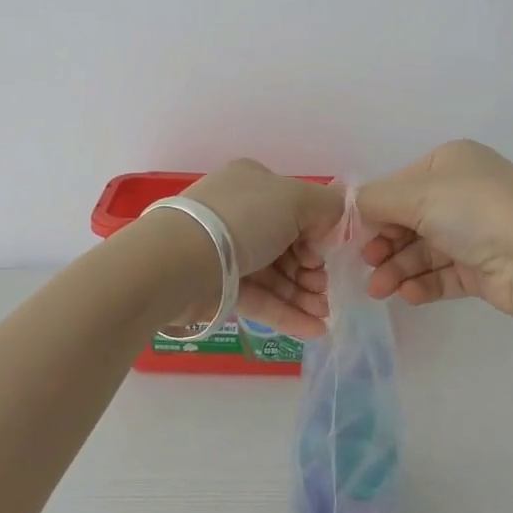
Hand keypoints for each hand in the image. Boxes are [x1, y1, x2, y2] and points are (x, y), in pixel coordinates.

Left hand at [182, 160, 346, 338]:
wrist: (179, 262)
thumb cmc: (242, 220)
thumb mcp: (295, 198)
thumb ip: (326, 206)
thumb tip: (333, 224)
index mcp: (254, 183)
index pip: (295, 207)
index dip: (317, 232)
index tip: (330, 253)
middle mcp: (240, 214)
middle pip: (288, 244)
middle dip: (313, 269)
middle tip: (326, 289)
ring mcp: (227, 251)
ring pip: (275, 274)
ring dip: (303, 295)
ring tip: (324, 314)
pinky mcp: (219, 287)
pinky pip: (260, 298)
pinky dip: (287, 313)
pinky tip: (314, 329)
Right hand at [357, 140, 512, 323]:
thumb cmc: (472, 210)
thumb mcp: (414, 194)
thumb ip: (373, 200)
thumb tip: (351, 207)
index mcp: (451, 163)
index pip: (400, 185)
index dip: (375, 211)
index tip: (353, 236)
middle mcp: (465, 192)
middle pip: (410, 220)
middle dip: (384, 244)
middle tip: (367, 265)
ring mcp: (477, 231)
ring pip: (424, 250)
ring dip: (398, 268)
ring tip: (380, 290)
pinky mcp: (485, 267)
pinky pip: (444, 273)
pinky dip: (423, 283)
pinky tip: (408, 294)